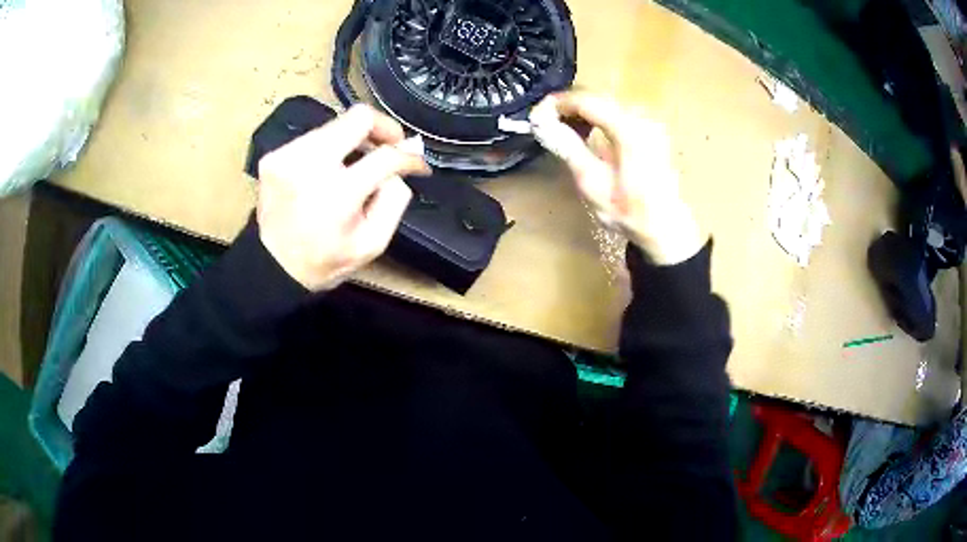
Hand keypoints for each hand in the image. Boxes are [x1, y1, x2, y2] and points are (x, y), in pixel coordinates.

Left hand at [255, 105, 429, 290]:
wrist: (272, 267)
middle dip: (384, 128)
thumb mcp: (372, 244)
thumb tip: (400, 169)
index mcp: (337, 193)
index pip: (386, 155)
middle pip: (358, 117)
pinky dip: (329, 148)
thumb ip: (394, 200)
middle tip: (393, 144)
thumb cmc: (323, 261)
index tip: (416, 163)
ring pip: (335, 124)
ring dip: (354, 139)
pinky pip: (314, 137)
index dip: (409, 157)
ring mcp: (287, 156)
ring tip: (359, 162)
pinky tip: (330, 170)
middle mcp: (309, 165)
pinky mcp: (274, 155)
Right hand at [531, 92, 704, 264]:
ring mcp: (651, 122)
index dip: (558, 103)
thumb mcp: (592, 184)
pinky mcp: (653, 129)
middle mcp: (642, 117)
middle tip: (545, 122)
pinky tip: (589, 132)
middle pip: (598, 97)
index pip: (586, 101)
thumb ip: (568, 148)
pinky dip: (600, 117)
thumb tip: (542, 123)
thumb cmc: (629, 212)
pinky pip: (620, 112)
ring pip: (608, 102)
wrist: (667, 227)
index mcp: (629, 129)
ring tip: (563, 128)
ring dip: (584, 111)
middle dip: (569, 106)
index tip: (536, 113)